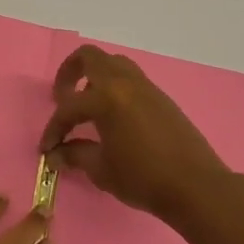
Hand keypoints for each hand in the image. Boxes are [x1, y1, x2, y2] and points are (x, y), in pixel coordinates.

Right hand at [39, 45, 232, 222]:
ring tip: (88, 104)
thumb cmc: (143, 178)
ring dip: (94, 77)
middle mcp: (124, 83)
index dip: (53, 129)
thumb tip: (56, 154)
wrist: (196, 186)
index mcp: (106, 98)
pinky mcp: (161, 98)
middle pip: (89, 57)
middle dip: (69, 73)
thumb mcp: (101, 169)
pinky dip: (115, 88)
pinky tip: (114, 116)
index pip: (68, 108)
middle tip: (62, 97)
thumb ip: (75, 155)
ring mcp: (146, 87)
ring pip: (113, 64)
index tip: (47, 149)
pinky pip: (131, 79)